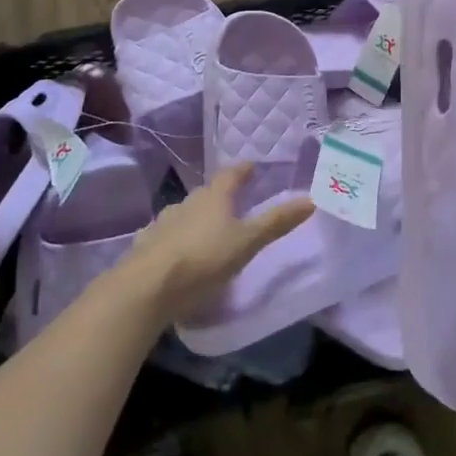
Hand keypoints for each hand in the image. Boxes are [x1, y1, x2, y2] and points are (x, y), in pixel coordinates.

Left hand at [122, 165, 313, 324]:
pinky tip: (177, 251)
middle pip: (207, 193)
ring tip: (207, 229)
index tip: (253, 167)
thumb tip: (311, 199)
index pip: (232, 174)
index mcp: (214, 197)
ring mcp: (162, 223)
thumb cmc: (204, 259)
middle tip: (235, 203)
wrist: (146, 288)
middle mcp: (187, 203)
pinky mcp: (145, 246)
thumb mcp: (247, 242)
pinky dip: (175, 239)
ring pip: (184, 213)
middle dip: (221, 196)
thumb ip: (277, 222)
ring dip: (196, 217)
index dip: (244, 170)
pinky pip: (165, 236)